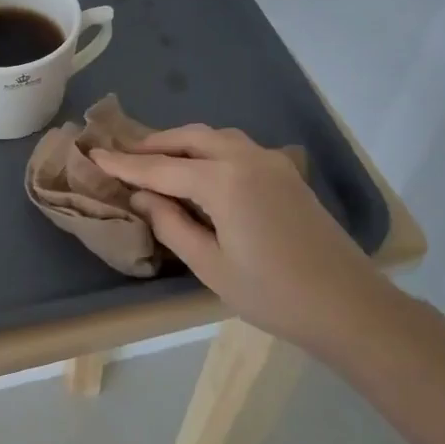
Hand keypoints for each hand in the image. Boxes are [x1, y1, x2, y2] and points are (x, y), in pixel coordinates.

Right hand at [90, 124, 398, 356]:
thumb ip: (171, 225)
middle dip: (153, 145)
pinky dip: (208, 149)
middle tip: (123, 155)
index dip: (124, 165)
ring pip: (215, 137)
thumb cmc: (273, 294)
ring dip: (182, 143)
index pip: (160, 168)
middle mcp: (246, 159)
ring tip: (156, 159)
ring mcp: (270, 162)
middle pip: (189, 138)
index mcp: (223, 181)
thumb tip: (142, 197)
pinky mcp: (286, 173)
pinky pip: (236, 147)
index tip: (94, 155)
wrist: (350, 306)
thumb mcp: (211, 266)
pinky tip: (199, 169)